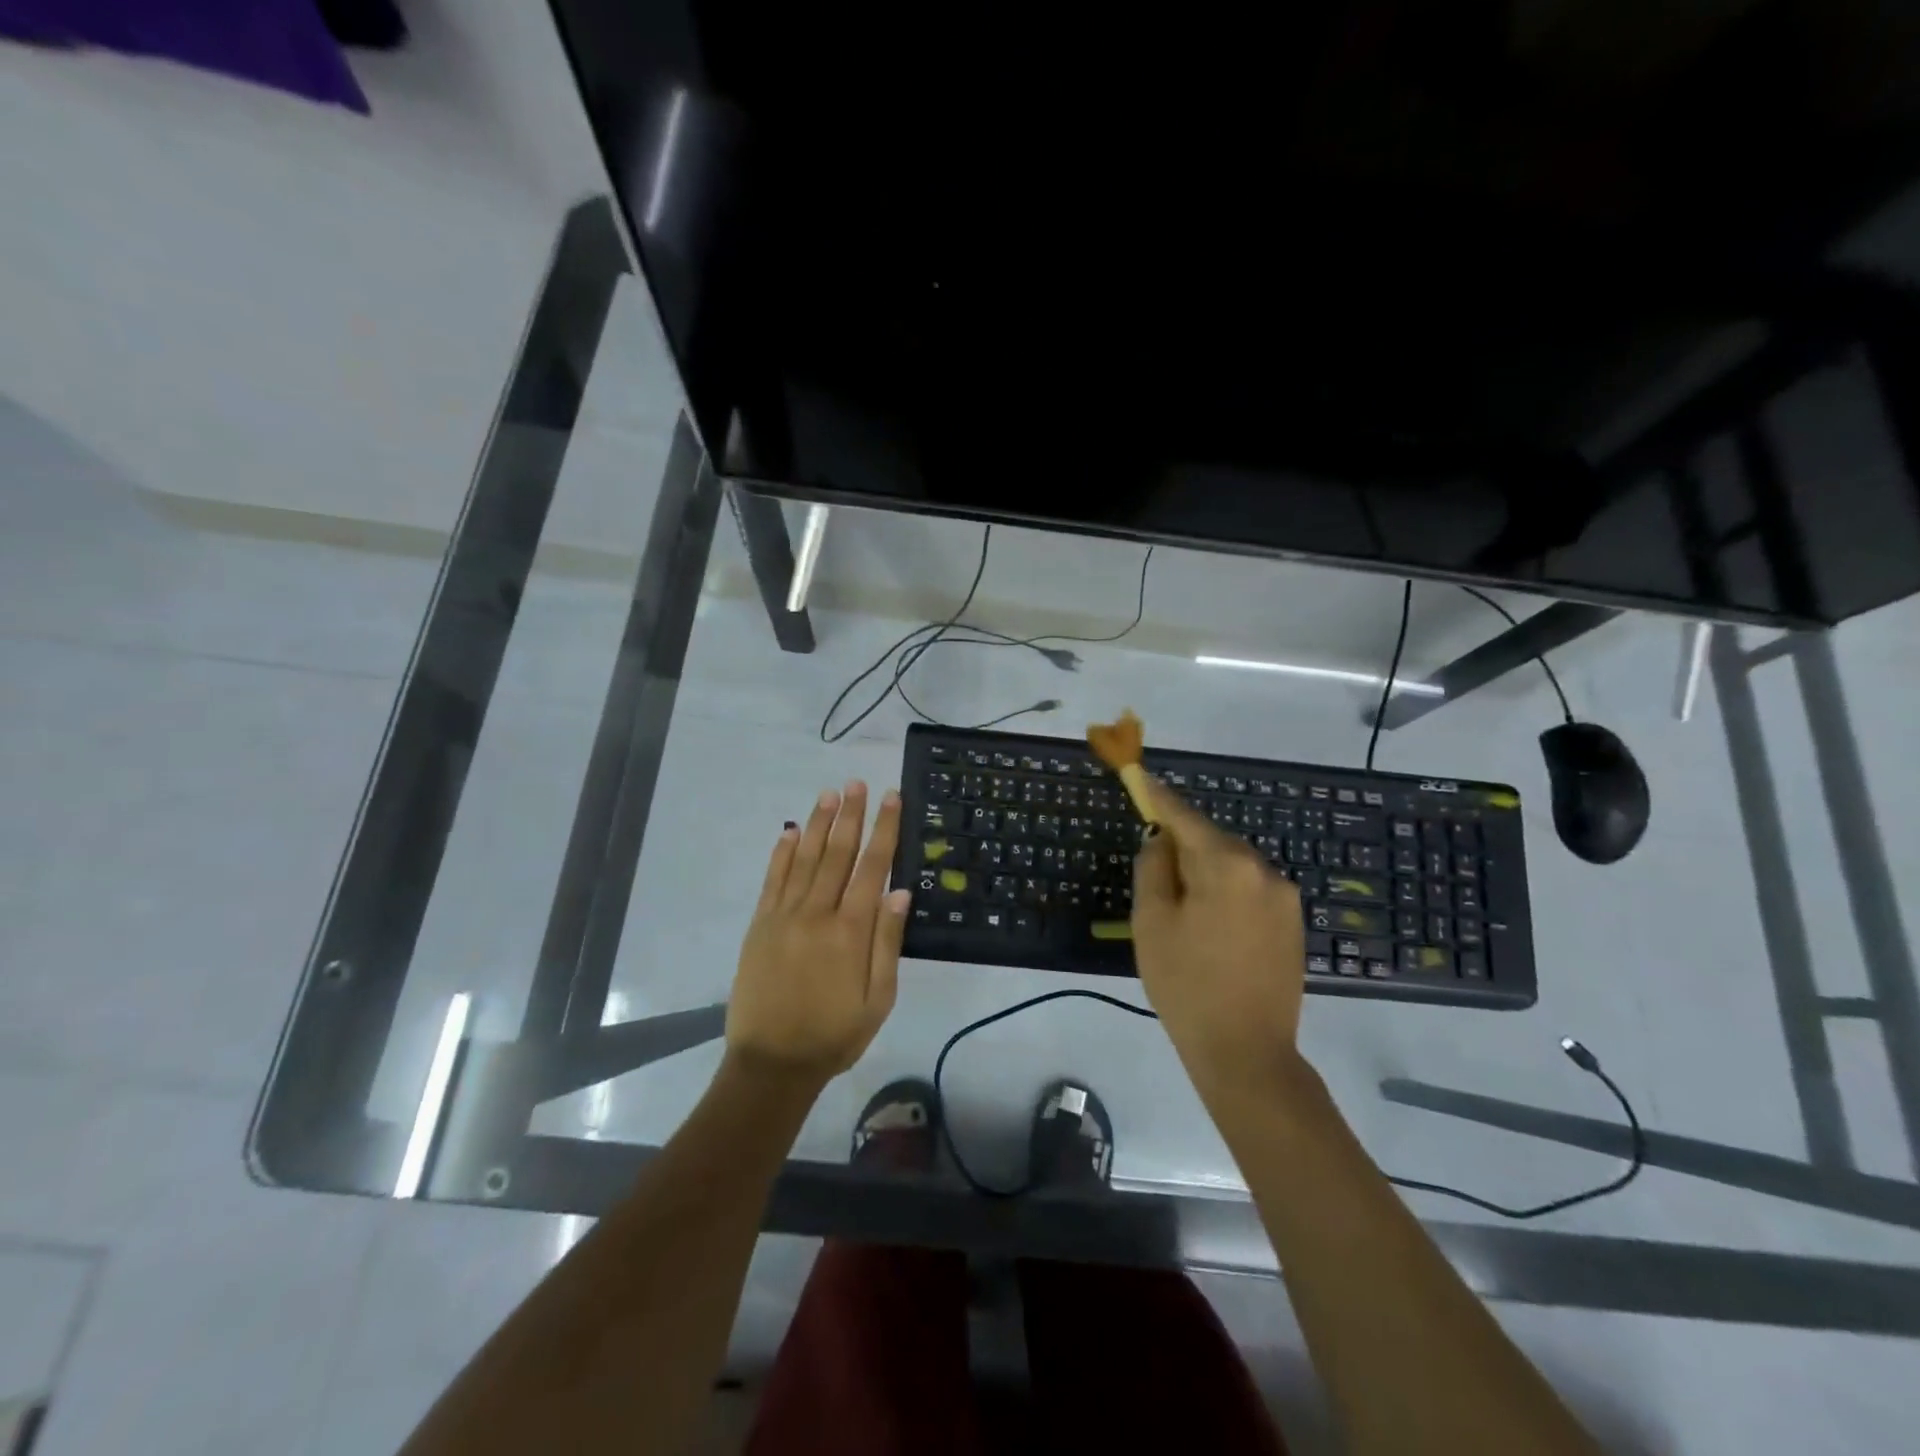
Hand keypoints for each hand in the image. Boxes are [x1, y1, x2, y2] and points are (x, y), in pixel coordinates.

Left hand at [726, 782, 909, 1090]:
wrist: (771, 1063)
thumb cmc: (834, 1034)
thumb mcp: (878, 999)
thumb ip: (887, 942)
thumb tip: (900, 891)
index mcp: (851, 930)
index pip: (872, 867)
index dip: (884, 830)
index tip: (891, 798)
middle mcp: (817, 913)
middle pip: (837, 853)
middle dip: (850, 815)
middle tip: (857, 783)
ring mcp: (784, 916)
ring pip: (805, 858)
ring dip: (818, 823)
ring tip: (829, 794)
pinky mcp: (760, 925)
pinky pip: (773, 880)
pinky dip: (782, 853)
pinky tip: (791, 832)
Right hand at [1131, 777, 1306, 1099]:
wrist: (1247, 1052)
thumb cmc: (1186, 985)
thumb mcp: (1152, 922)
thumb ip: (1154, 868)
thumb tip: (1162, 840)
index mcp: (1227, 865)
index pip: (1185, 817)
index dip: (1158, 798)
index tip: (1140, 776)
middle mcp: (1264, 870)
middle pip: (1212, 839)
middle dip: (1182, 842)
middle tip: (1153, 862)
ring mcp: (1285, 897)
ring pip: (1233, 865)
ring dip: (1205, 869)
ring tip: (1180, 904)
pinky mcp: (1293, 922)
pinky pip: (1250, 888)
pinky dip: (1226, 890)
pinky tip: (1210, 922)